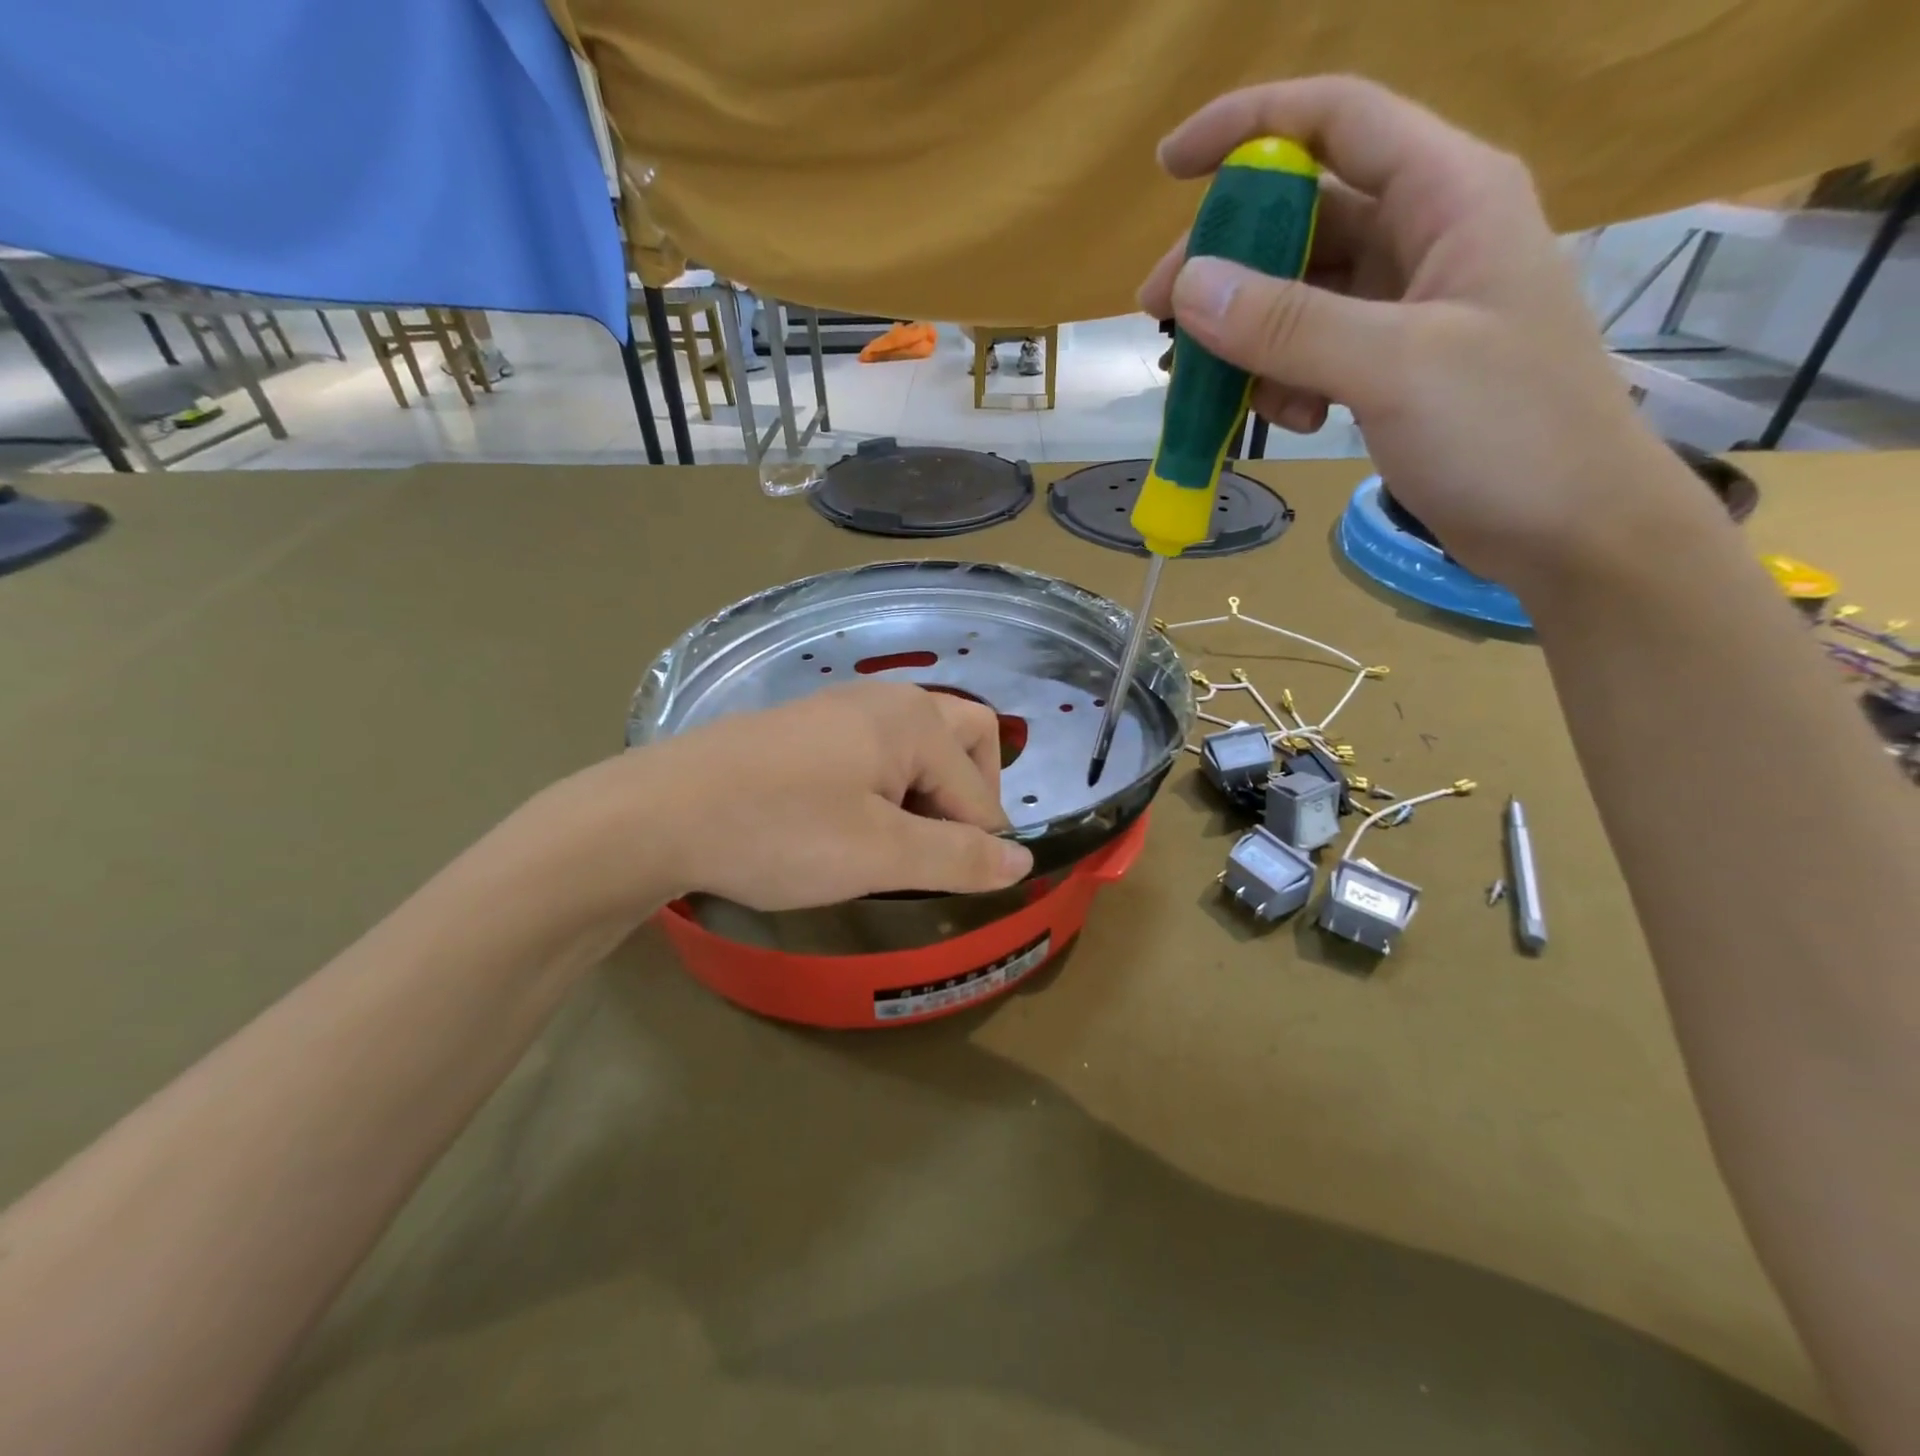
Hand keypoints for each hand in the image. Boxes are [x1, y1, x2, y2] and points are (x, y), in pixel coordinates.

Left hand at [515, 683, 1033, 922]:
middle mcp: (885, 700)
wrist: (657, 815)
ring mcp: (840, 709)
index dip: (980, 844)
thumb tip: (1023, 862)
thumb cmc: (780, 832)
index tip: (956, 889)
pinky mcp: (806, 729)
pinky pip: (874, 752)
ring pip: (917, 748)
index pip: (978, 789)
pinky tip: (848, 825)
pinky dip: (885, 788)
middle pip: (963, 741)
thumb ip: (960, 858)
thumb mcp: (880, 854)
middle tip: (936, 852)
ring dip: (925, 795)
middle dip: (967, 798)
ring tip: (891, 846)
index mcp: (914, 720)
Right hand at [1139, 75, 1709, 590]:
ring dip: (1249, 338)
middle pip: (1301, 219)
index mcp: (1449, 196)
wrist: (1569, 527)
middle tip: (1160, 318)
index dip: (1249, 127)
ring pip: (1299, 296)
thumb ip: (1290, 325)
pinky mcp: (1392, 366)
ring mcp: (1407, 307)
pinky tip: (1293, 420)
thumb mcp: (1395, 368)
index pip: (1338, 122)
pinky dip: (1284, 381)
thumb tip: (1189, 286)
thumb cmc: (1509, 433)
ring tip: (1219, 392)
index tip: (1169, 168)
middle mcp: (1425, 237)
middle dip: (1227, 265)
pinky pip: (1313, 352)